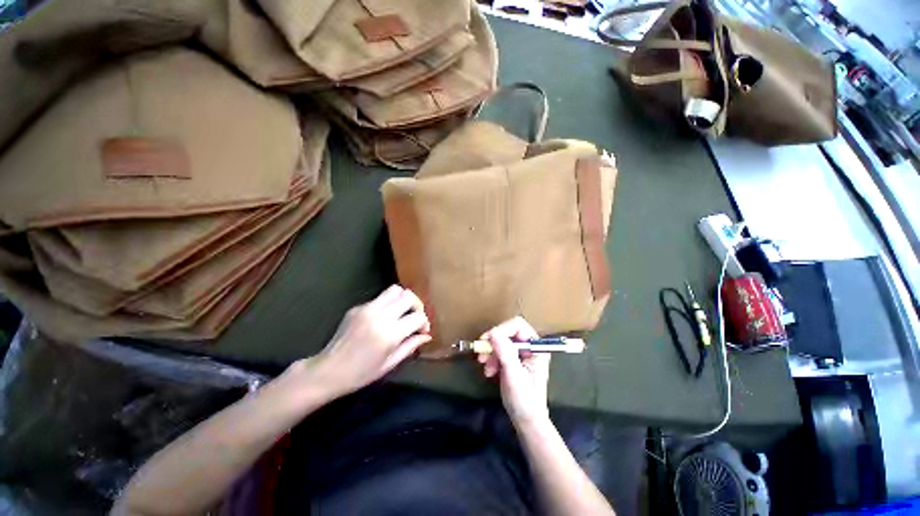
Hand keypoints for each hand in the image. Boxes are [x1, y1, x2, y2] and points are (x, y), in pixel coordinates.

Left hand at [312, 285, 430, 397]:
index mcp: (389, 334)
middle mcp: (380, 316)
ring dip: (403, 299)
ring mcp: (367, 309)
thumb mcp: (390, 364)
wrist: (327, 371)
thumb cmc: (361, 373)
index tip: (422, 331)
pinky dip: (388, 304)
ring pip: (394, 290)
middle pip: (408, 296)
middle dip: (417, 305)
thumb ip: (410, 346)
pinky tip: (383, 319)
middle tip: (414, 318)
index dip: (424, 322)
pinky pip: (380, 298)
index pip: (417, 317)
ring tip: (402, 313)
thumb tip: (427, 335)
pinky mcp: (357, 307)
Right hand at [477, 317, 550, 425]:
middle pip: (507, 332)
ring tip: (485, 367)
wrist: (525, 421)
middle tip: (481, 354)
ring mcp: (521, 353)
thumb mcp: (513, 375)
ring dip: (490, 352)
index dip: (502, 329)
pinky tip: (489, 372)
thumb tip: (493, 332)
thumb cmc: (525, 400)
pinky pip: (498, 351)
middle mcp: (529, 346)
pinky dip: (491, 359)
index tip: (487, 340)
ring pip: (501, 341)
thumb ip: (505, 352)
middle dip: (493, 343)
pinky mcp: (512, 360)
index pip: (518, 326)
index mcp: (536, 347)